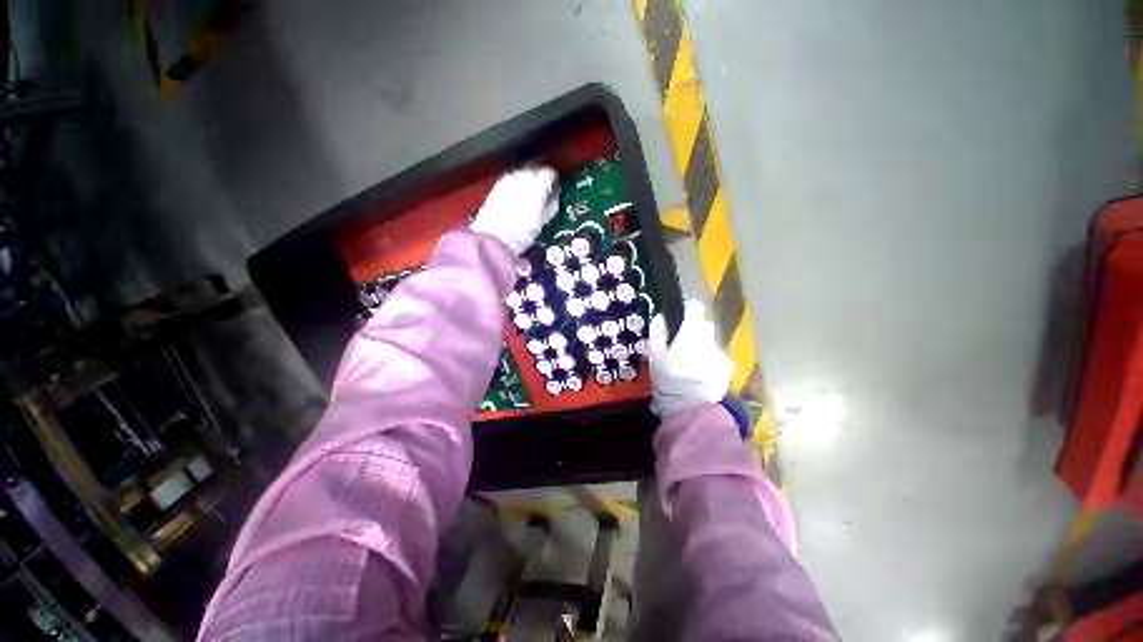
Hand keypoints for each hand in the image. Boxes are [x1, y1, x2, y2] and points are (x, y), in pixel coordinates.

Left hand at [470, 166, 559, 254]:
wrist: (494, 237)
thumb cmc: (523, 231)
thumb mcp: (544, 220)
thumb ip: (552, 204)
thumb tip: (553, 196)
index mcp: (538, 182)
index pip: (550, 173)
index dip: (554, 182)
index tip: (555, 190)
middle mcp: (522, 175)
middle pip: (535, 169)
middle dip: (540, 178)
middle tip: (543, 193)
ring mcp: (507, 179)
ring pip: (522, 173)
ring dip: (527, 182)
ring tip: (529, 197)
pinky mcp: (496, 186)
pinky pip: (511, 181)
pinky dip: (516, 187)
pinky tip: (516, 200)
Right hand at [649, 299, 732, 416]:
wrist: (690, 407)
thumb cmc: (668, 378)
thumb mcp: (655, 354)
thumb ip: (658, 332)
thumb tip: (660, 316)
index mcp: (691, 332)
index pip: (695, 307)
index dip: (687, 309)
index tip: (679, 317)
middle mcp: (710, 338)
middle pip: (703, 325)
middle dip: (693, 330)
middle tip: (681, 345)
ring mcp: (721, 353)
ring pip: (710, 342)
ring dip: (701, 346)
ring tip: (690, 363)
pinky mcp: (728, 367)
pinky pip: (717, 356)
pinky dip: (709, 360)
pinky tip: (700, 374)